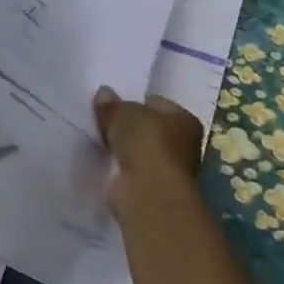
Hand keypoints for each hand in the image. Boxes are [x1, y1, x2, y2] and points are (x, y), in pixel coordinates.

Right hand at [92, 86, 204, 222]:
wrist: (148, 190)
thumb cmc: (145, 142)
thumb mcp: (122, 112)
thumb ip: (111, 104)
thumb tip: (104, 93)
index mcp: (184, 119)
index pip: (157, 103)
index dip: (135, 101)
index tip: (113, 104)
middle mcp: (183, 143)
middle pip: (149, 128)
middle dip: (128, 126)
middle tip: (102, 120)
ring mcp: (168, 167)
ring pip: (139, 149)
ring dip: (123, 147)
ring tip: (99, 139)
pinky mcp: (152, 186)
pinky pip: (131, 168)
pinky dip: (119, 165)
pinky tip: (103, 160)